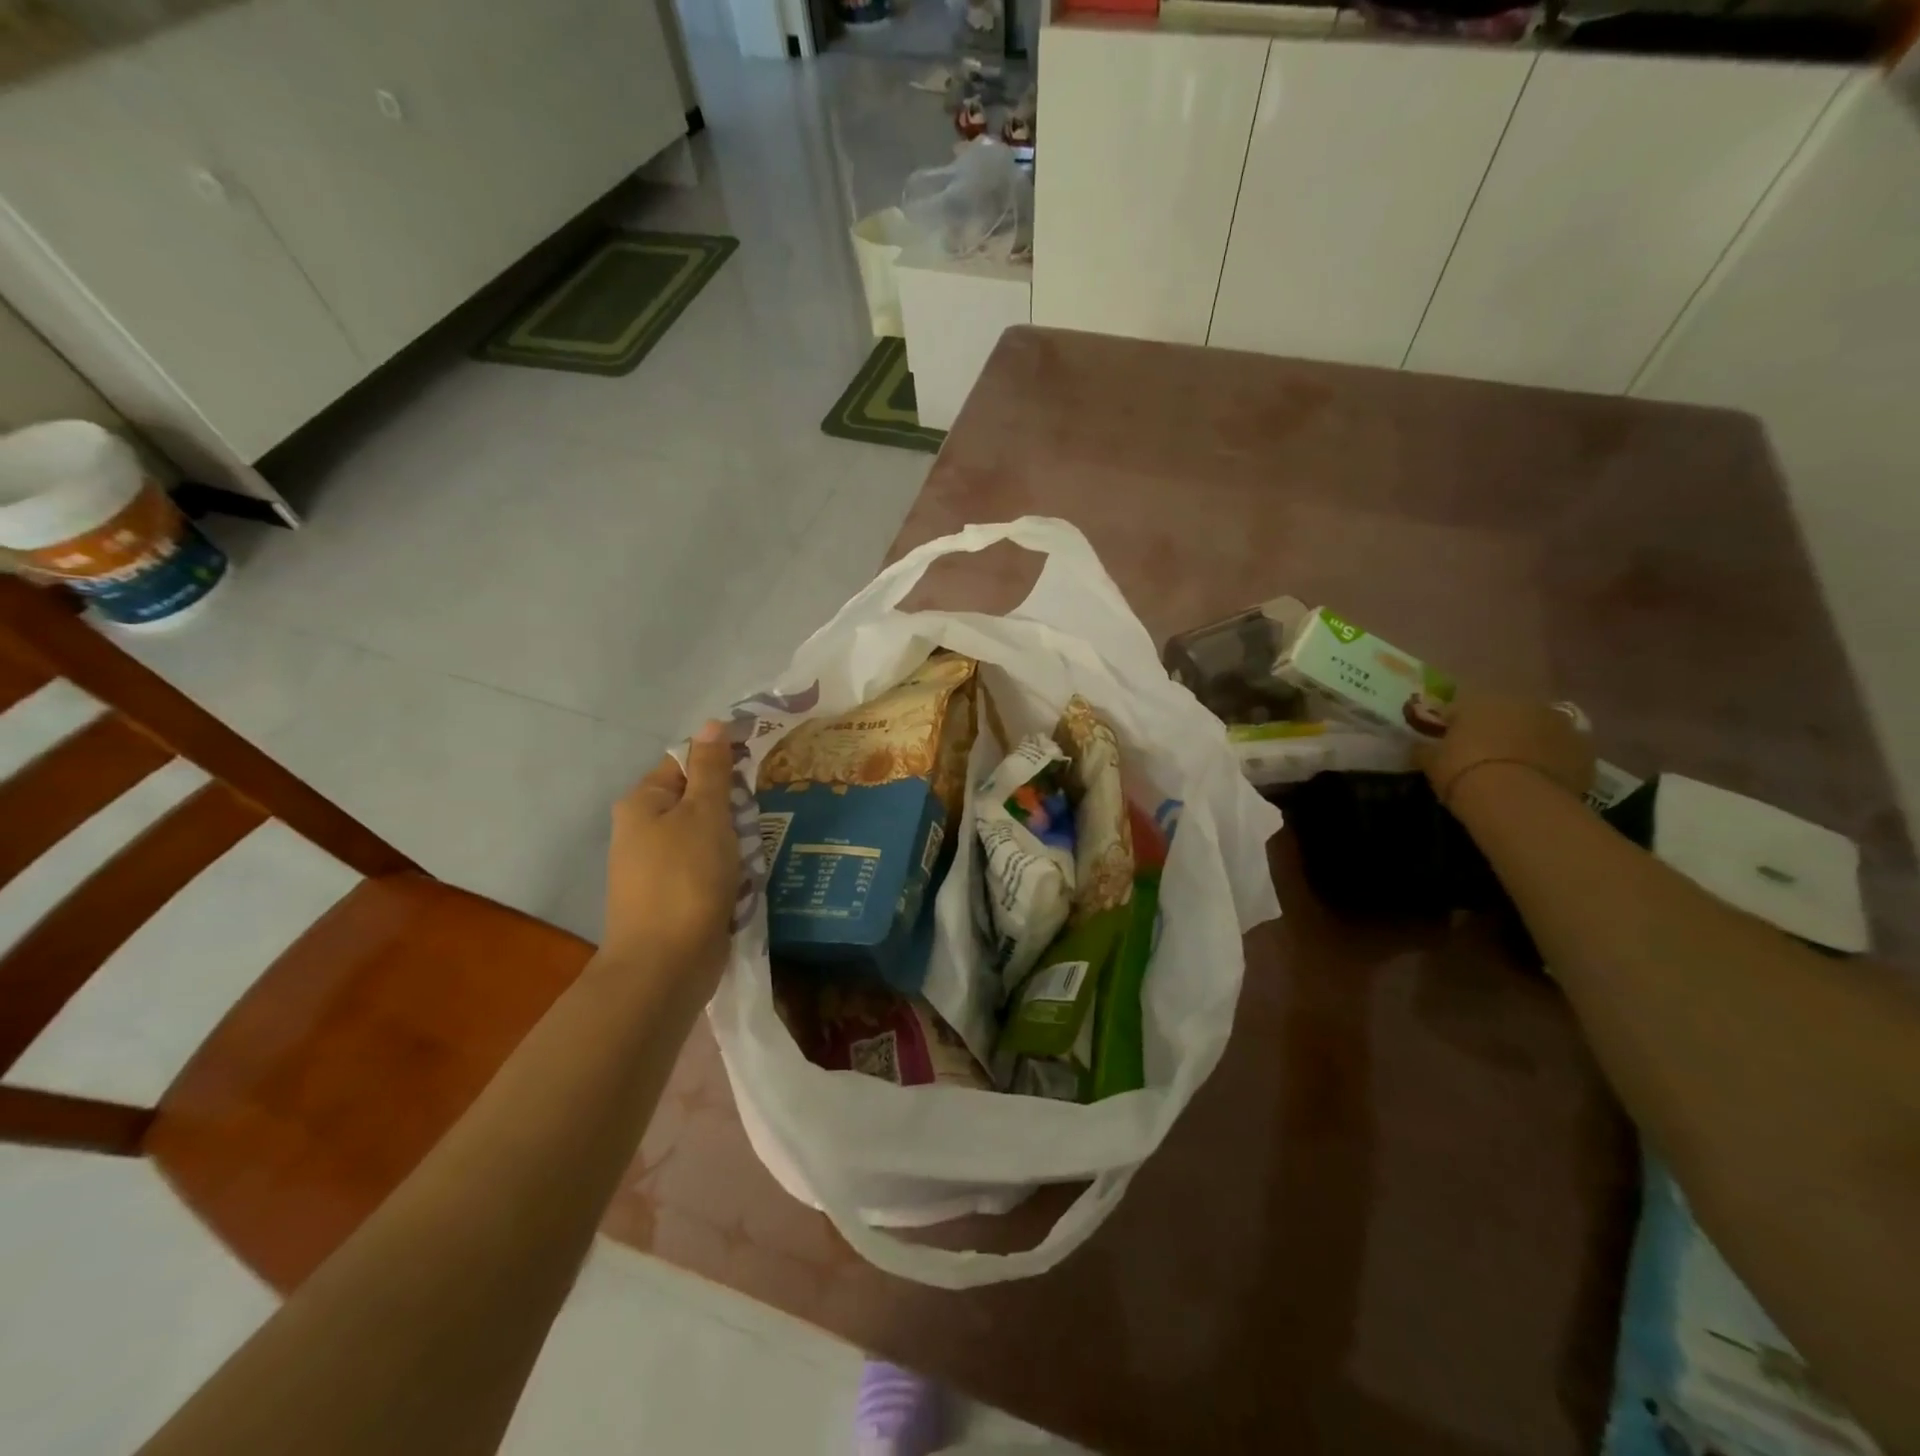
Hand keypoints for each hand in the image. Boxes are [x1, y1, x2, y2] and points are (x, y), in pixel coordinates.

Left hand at [603, 721, 738, 991]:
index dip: (722, 761)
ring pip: (707, 837)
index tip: (758, 768)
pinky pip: (707, 870)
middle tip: (756, 818)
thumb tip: (712, 723)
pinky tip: (747, 880)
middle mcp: (642, 831)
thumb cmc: (686, 877)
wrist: (666, 964)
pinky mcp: (673, 898)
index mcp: (643, 802)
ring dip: (735, 842)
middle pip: (698, 801)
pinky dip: (728, 871)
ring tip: (756, 852)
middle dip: (732, 808)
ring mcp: (656, 868)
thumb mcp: (705, 813)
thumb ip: (712, 768)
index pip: (685, 762)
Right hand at [1419, 693, 1595, 806]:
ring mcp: (1558, 723)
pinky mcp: (1584, 749)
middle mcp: (1520, 703)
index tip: (1444, 746)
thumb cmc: (1463, 772)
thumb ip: (1424, 749)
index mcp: (1479, 700)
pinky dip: (1552, 761)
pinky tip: (1539, 781)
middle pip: (1503, 715)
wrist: (1517, 800)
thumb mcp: (1430, 762)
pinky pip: (1562, 751)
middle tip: (1482, 758)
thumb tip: (1418, 745)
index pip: (1457, 709)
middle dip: (1493, 731)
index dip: (1450, 727)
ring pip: (1536, 730)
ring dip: (1526, 742)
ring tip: (1514, 770)